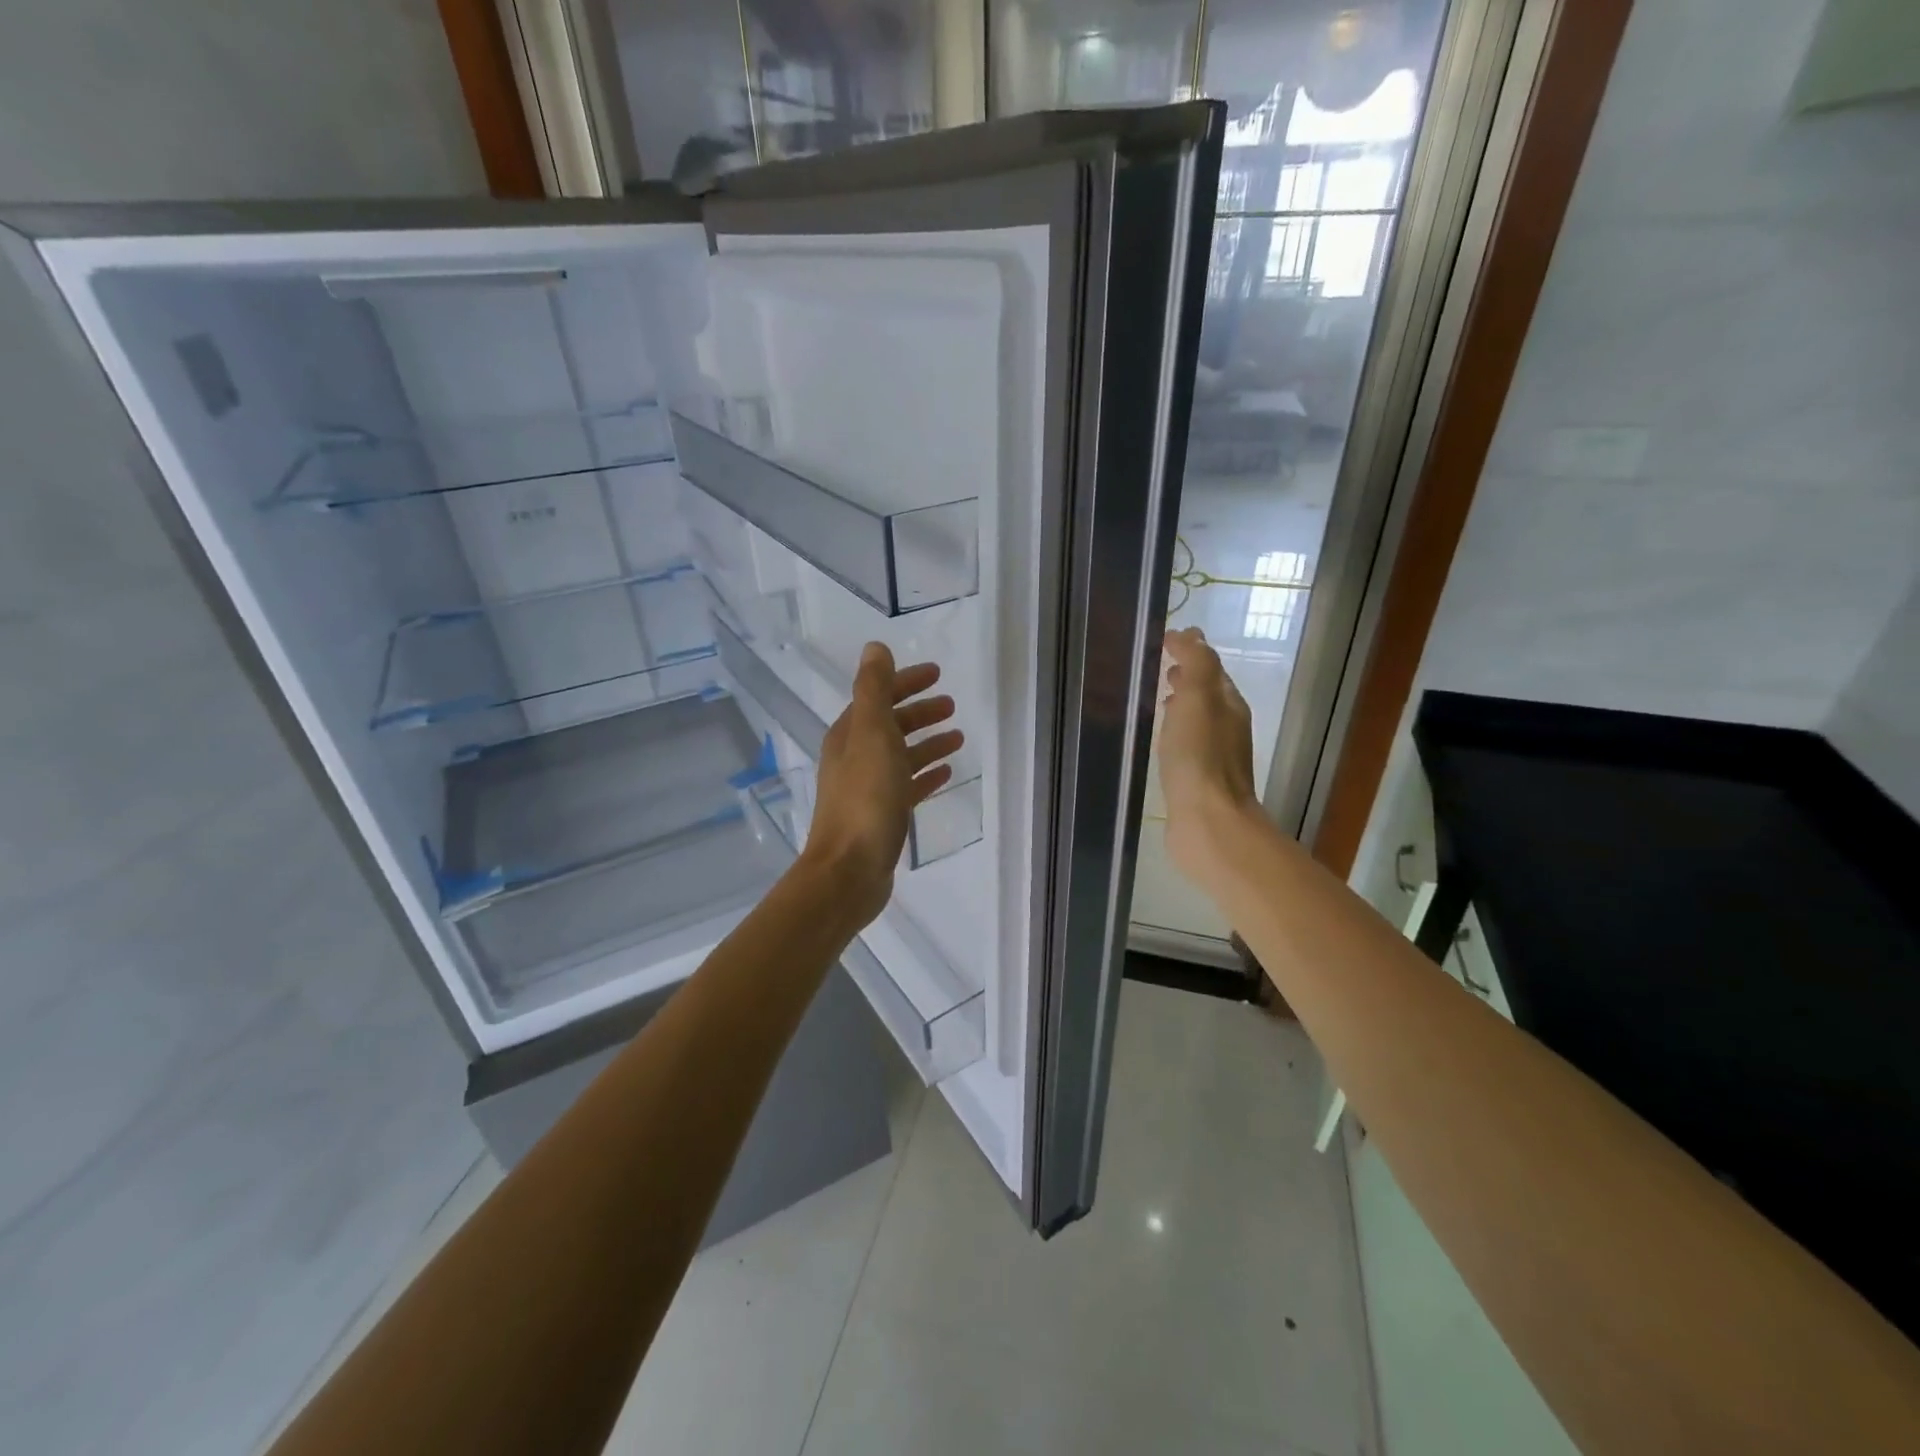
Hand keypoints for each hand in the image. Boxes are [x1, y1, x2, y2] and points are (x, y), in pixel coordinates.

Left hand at [801, 642, 964, 930]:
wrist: (849, 870)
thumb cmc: (864, 799)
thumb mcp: (872, 735)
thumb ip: (874, 690)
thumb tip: (875, 647)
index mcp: (849, 734)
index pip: (878, 696)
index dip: (905, 682)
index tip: (937, 674)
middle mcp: (854, 757)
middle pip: (890, 724)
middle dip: (919, 712)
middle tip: (951, 705)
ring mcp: (867, 788)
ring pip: (901, 755)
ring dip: (926, 742)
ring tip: (957, 737)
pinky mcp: (881, 816)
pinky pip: (907, 786)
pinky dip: (925, 774)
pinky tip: (947, 773)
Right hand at [1159, 627, 1257, 882]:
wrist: (1208, 822)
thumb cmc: (1199, 758)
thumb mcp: (1197, 699)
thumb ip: (1196, 664)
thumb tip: (1192, 635)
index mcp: (1229, 705)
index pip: (1211, 668)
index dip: (1190, 651)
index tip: (1162, 640)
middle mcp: (1227, 728)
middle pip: (1208, 694)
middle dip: (1187, 678)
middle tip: (1160, 668)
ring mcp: (1215, 757)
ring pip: (1198, 721)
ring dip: (1181, 706)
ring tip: (1156, 701)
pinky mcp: (1199, 782)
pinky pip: (1187, 746)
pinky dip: (1175, 734)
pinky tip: (1160, 742)